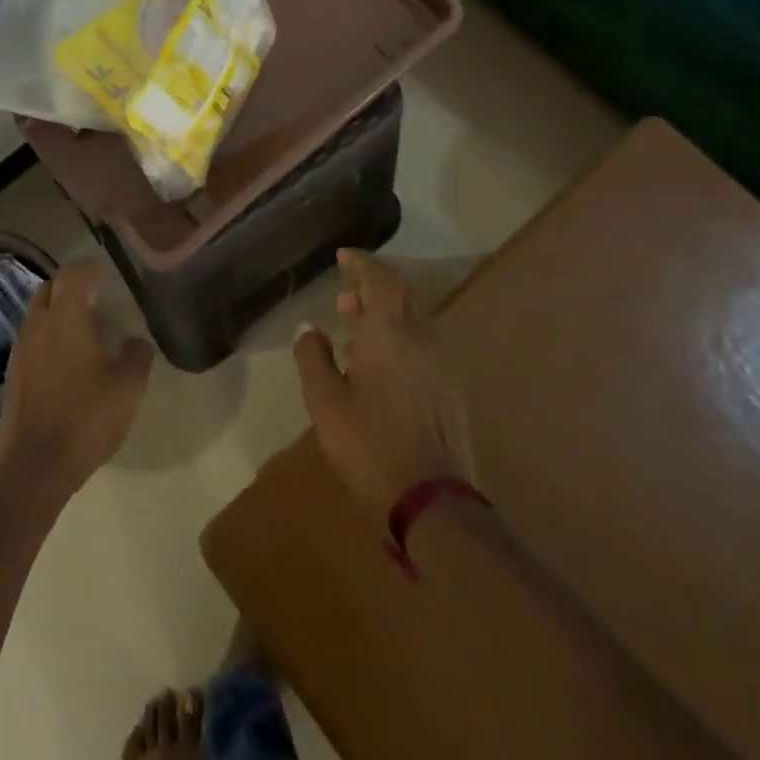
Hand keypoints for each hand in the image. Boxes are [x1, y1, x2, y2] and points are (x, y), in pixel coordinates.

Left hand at [0, 262, 154, 495]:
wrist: (34, 467)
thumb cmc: (85, 418)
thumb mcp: (128, 388)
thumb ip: (137, 355)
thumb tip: (136, 341)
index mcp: (66, 318)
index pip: (73, 274)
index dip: (90, 267)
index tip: (107, 272)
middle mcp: (39, 326)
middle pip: (50, 289)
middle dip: (70, 286)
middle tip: (95, 296)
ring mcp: (21, 350)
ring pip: (38, 314)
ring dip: (57, 311)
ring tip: (82, 327)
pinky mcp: (13, 375)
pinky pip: (32, 340)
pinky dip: (48, 337)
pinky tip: (65, 360)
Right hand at [294, 250, 476, 513]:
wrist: (433, 502)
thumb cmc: (369, 446)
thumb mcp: (325, 402)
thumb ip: (314, 357)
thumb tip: (308, 327)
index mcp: (389, 332)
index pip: (380, 278)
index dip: (362, 263)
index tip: (343, 256)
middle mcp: (421, 337)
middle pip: (402, 294)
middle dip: (374, 286)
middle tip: (346, 295)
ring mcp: (442, 363)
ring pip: (415, 319)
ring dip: (387, 313)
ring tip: (356, 327)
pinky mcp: (451, 390)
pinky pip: (423, 343)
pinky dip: (401, 337)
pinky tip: (381, 364)